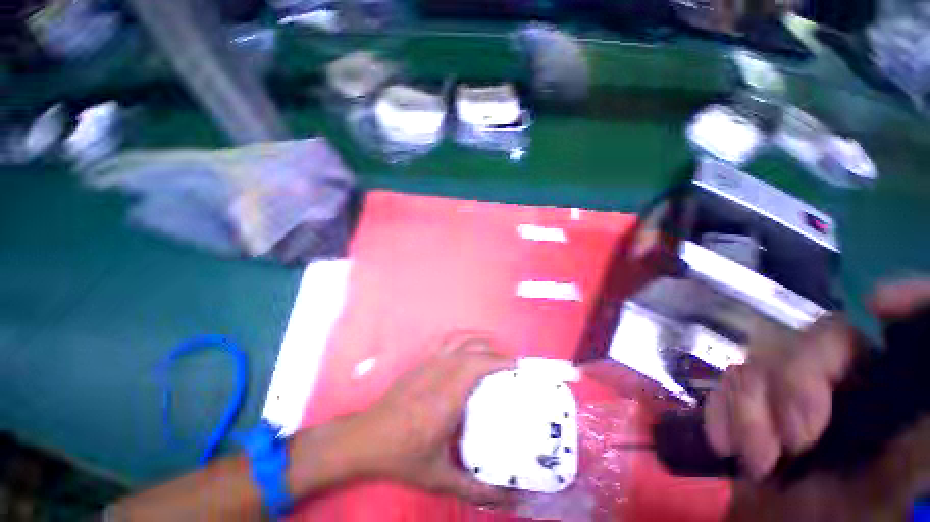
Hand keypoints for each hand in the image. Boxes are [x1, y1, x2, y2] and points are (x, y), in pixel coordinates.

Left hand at [347, 334, 515, 504]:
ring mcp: (427, 364)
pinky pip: (444, 341)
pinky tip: (466, 346)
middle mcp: (439, 373)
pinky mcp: (420, 362)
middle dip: (494, 352)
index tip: (516, 367)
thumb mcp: (439, 478)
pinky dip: (461, 338)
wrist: (365, 438)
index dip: (499, 361)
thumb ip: (474, 488)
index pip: (477, 366)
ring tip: (493, 349)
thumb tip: (506, 496)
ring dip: (478, 340)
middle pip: (471, 350)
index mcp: (446, 398)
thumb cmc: (402, 457)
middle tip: (509, 364)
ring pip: (458, 340)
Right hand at [705, 279, 929, 520]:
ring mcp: (791, 394)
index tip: (881, 305)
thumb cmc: (855, 515)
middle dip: (795, 381)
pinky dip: (720, 411)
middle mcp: (845, 383)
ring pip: (759, 360)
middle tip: (796, 439)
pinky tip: (728, 446)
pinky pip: (724, 385)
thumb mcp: (900, 475)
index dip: (906, 298)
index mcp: (887, 391)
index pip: (901, 331)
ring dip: (750, 411)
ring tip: (760, 460)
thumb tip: (909, 332)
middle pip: (815, 337)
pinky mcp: (750, 406)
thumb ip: (920, 432)